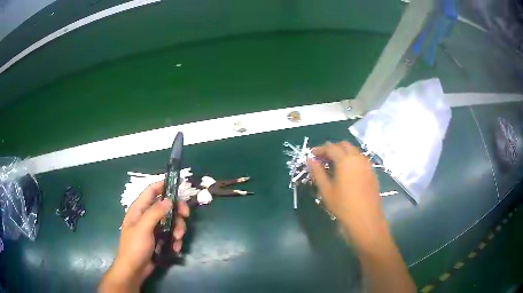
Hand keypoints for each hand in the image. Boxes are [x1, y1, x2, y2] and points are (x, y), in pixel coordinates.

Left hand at [99, 181, 189, 291]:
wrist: (134, 269)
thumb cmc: (134, 247)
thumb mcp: (143, 228)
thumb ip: (155, 213)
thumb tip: (169, 200)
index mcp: (139, 209)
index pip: (152, 190)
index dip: (165, 186)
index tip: (181, 187)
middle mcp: (147, 216)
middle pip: (166, 206)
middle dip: (177, 211)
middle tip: (186, 217)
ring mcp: (154, 228)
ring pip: (171, 221)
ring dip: (178, 228)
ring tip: (178, 239)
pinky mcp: (159, 239)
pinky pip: (171, 234)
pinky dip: (175, 240)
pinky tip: (175, 248)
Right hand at [308, 142, 385, 247]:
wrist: (365, 218)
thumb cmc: (343, 205)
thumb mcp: (326, 190)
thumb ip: (318, 172)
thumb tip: (310, 160)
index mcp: (345, 160)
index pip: (331, 147)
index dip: (320, 149)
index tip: (312, 155)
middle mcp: (358, 158)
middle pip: (344, 145)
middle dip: (332, 148)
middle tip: (323, 159)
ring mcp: (367, 164)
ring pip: (354, 151)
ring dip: (343, 153)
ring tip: (334, 165)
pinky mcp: (372, 172)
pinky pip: (361, 159)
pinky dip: (352, 160)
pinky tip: (347, 172)